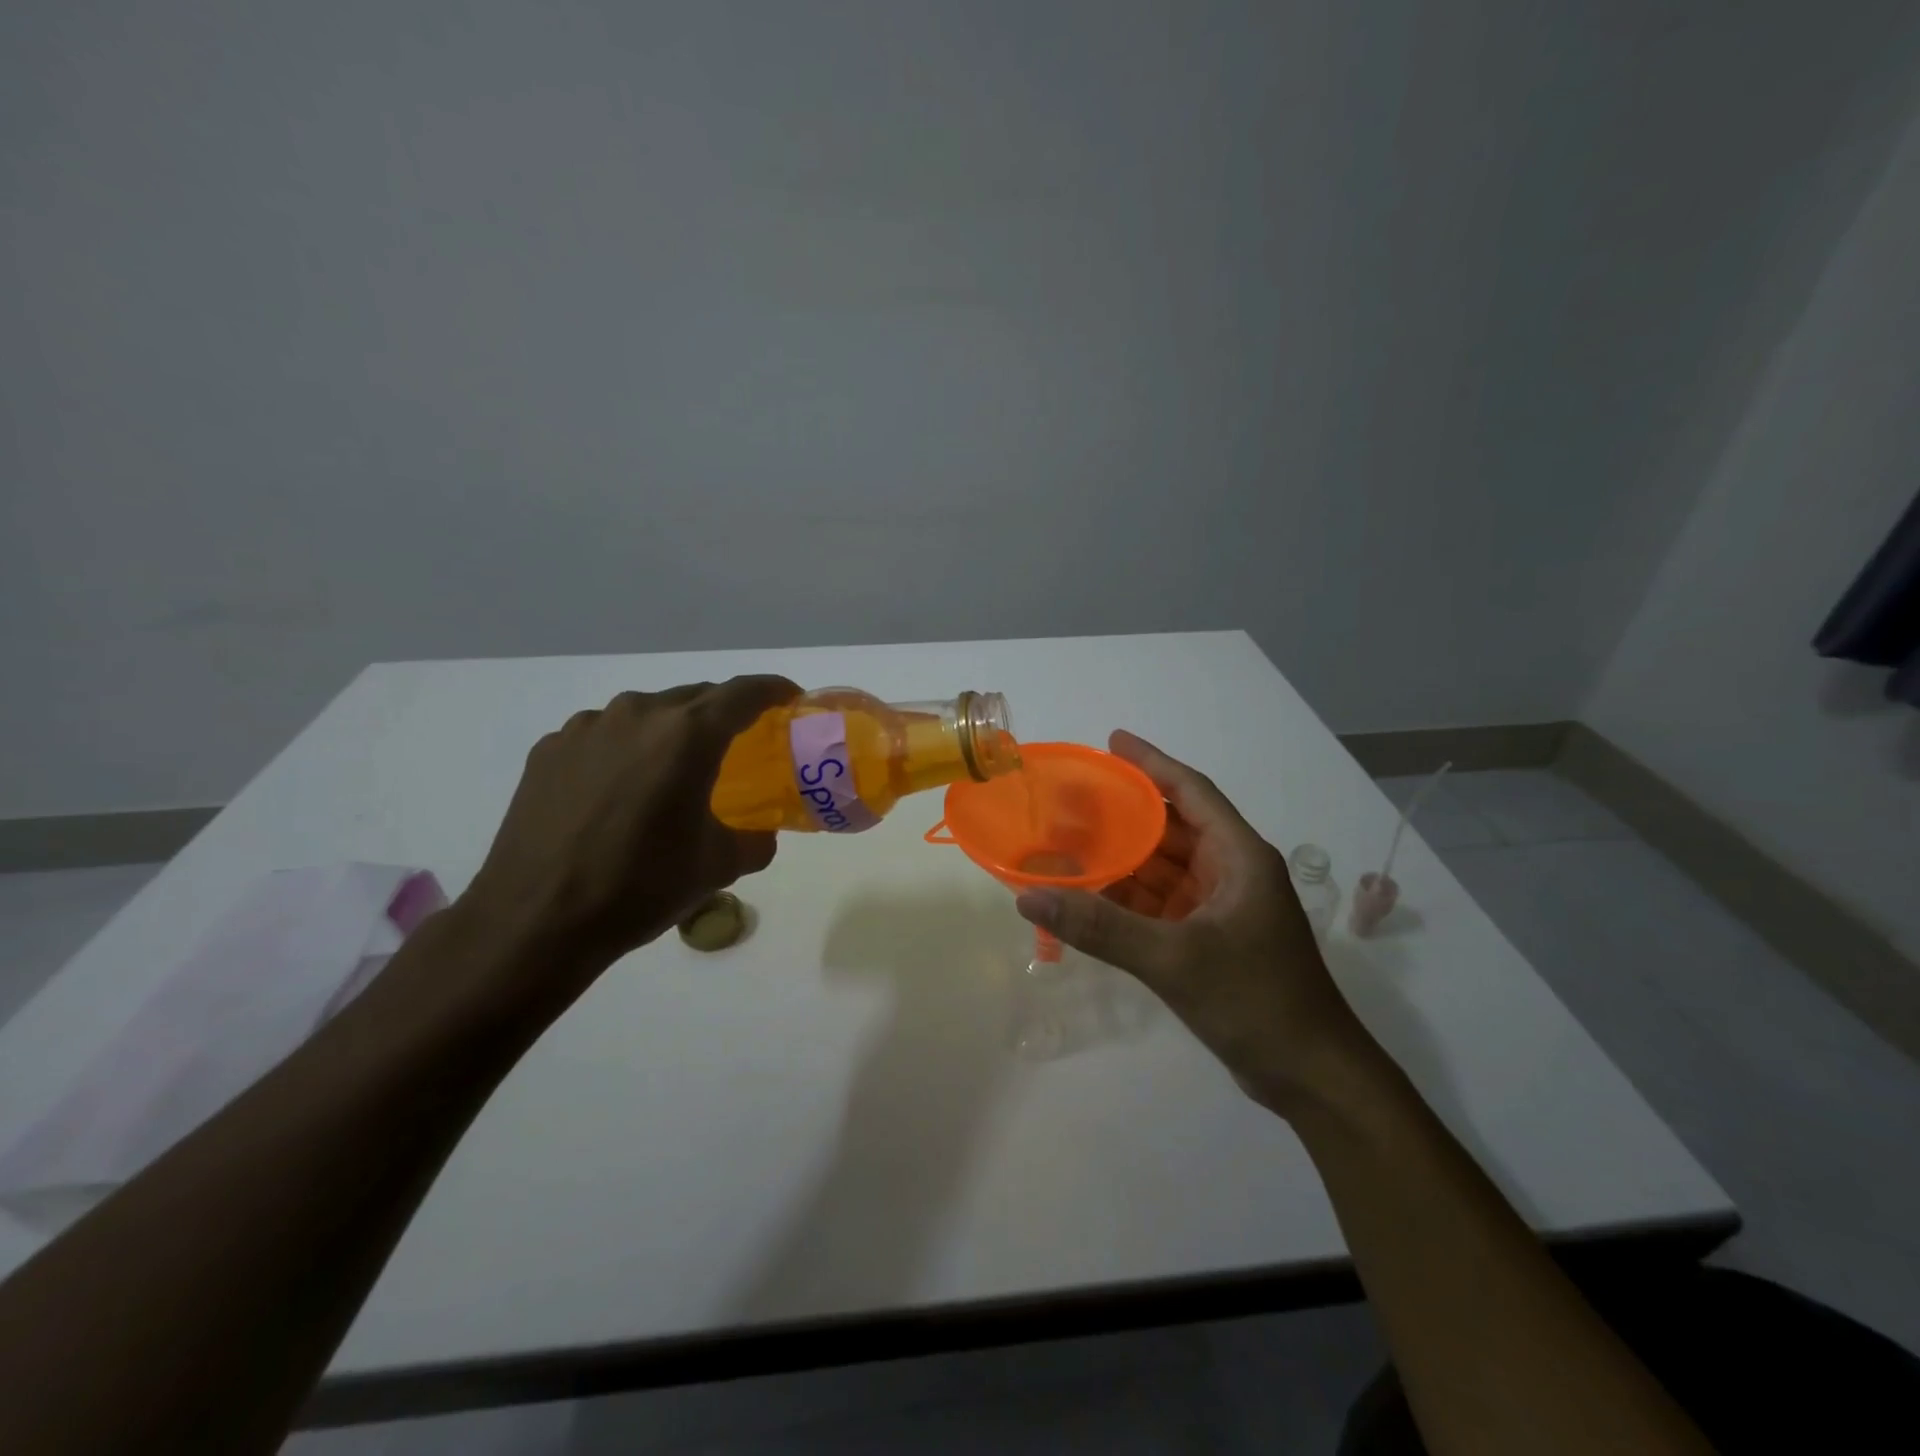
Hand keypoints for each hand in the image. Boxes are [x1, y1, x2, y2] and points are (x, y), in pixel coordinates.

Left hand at [458, 677, 798, 987]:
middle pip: (696, 697)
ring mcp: (587, 728)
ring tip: (673, 771)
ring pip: (647, 714)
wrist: (536, 922)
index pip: (745, 693)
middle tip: (739, 744)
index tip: (791, 699)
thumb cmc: (641, 887)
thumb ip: (755, 839)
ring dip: (671, 732)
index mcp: (687, 735)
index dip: (775, 690)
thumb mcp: (718, 866)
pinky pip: (605, 735)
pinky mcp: (549, 749)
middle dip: (724, 714)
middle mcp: (638, 714)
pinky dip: (626, 750)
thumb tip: (761, 833)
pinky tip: (620, 790)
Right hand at [1014, 730, 1375, 1109]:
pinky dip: (1127, 899)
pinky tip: (1088, 896)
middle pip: (1171, 827)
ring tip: (1067, 842)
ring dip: (1121, 858)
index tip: (1111, 741)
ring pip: (1162, 868)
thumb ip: (1100, 927)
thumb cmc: (1255, 1000)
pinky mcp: (1210, 939)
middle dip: (1124, 813)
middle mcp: (1231, 872)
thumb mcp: (1174, 959)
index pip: (1191, 791)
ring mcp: (1221, 908)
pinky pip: (1160, 904)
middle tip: (1071, 798)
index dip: (1151, 763)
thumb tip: (1029, 895)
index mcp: (1239, 856)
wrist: (1312, 1076)